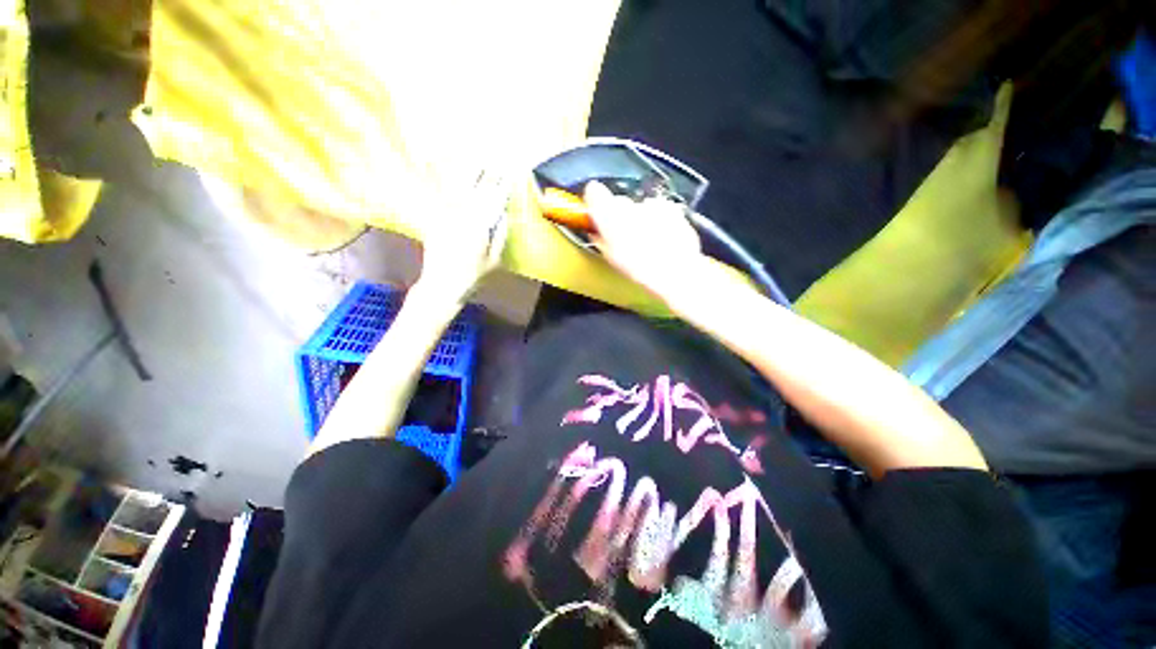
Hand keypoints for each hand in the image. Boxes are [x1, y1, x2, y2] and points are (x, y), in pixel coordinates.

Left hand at [414, 170, 510, 302]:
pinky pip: (443, 196)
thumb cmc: (472, 276)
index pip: (493, 201)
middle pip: (477, 190)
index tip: (509, 174)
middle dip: (488, 174)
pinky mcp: (435, 217)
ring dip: (470, 173)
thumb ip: (500, 235)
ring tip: (478, 160)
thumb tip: (502, 213)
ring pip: (459, 188)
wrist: (441, 285)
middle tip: (496, 161)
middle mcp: (461, 216)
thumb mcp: (494, 260)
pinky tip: (452, 171)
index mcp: (479, 228)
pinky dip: (448, 182)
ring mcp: (446, 215)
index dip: (502, 187)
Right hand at [585, 181, 705, 302]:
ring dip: (641, 219)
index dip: (595, 200)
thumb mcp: (610, 257)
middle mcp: (628, 204)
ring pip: (640, 207)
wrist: (674, 270)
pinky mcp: (670, 208)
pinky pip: (660, 211)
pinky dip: (659, 221)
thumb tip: (597, 232)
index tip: (596, 210)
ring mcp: (651, 204)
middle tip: (624, 236)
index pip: (594, 192)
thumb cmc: (639, 268)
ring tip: (646, 242)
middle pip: (619, 203)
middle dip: (620, 216)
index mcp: (608, 215)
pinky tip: (661, 239)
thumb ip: (601, 238)